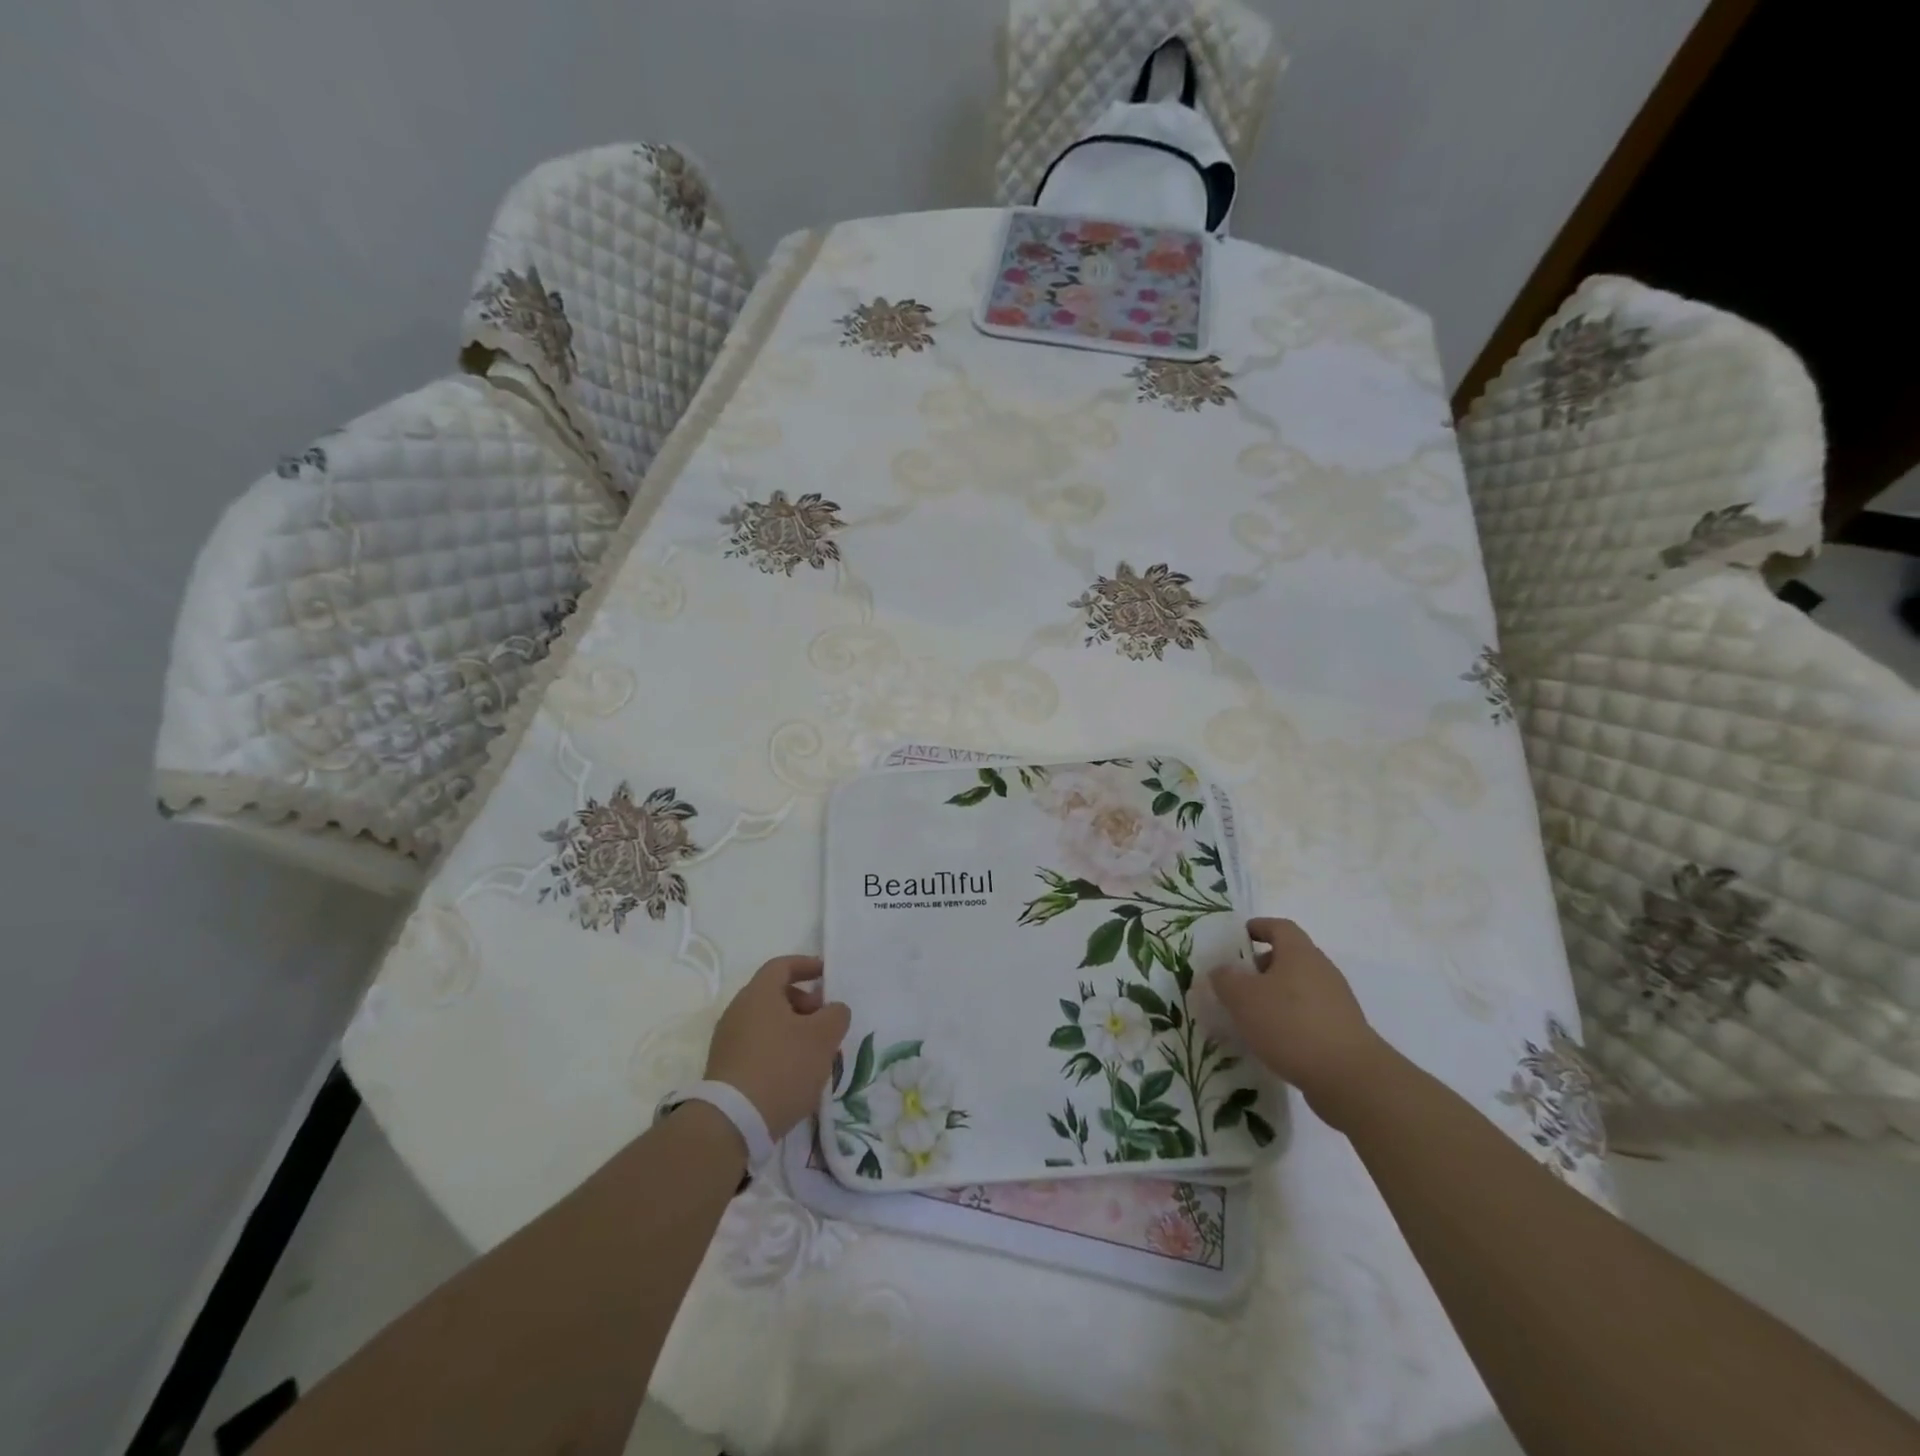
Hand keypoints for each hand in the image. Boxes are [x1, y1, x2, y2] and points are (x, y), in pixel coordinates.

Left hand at [705, 955, 850, 1139]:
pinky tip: (795, 1072)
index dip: (806, 965)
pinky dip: (778, 1048)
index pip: (782, 965)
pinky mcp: (725, 1068)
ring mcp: (728, 1041)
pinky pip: (757, 1045)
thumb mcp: (822, 1037)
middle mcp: (738, 1010)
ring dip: (793, 1028)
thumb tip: (833, 1010)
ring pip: (766, 1022)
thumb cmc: (782, 1067)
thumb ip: (836, 1015)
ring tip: (815, 1051)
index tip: (826, 974)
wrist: (732, 1122)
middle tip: (825, 1020)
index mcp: (758, 994)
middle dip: (803, 1002)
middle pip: (774, 994)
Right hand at [1208, 918, 1389, 1127]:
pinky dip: (1290, 1020)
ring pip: (1299, 988)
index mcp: (1300, 953)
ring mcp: (1337, 1002)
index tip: (1239, 937)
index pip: (1280, 927)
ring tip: (1251, 1016)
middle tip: (1238, 982)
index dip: (1259, 927)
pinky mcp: (1343, 1032)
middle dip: (1262, 967)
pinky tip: (1274, 1041)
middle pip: (1290, 958)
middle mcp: (1322, 971)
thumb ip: (1226, 979)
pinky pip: (1309, 1015)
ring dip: (1275, 996)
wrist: (1349, 1078)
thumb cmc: (1291, 1024)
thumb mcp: (1243, 998)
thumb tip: (1222, 970)